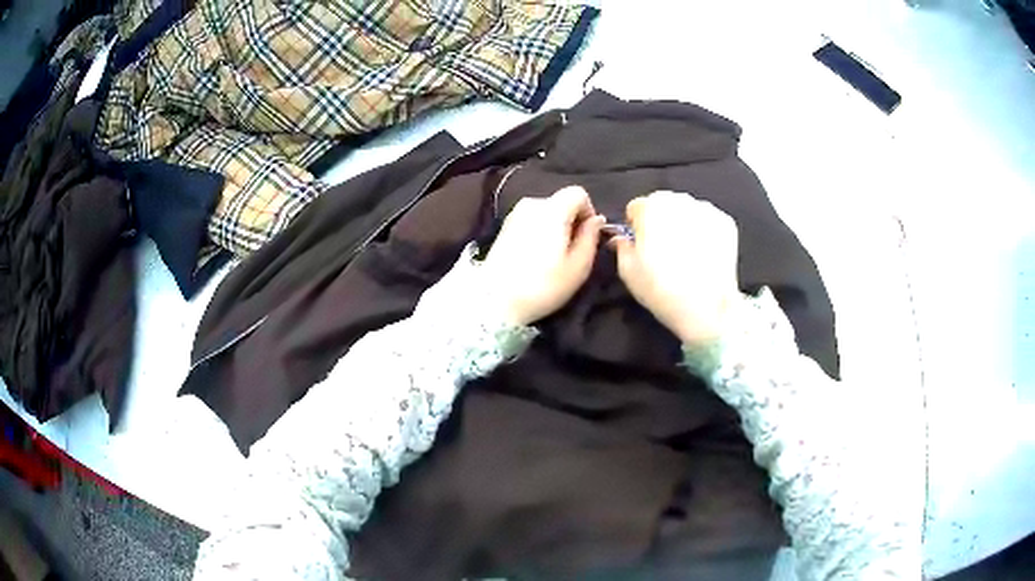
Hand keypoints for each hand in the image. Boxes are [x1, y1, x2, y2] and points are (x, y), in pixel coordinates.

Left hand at [482, 186, 604, 325]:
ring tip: (554, 256)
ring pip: (546, 212)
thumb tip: (596, 220)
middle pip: (561, 202)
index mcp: (552, 209)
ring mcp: (514, 214)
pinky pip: (531, 221)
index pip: (578, 193)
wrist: (495, 300)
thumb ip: (591, 237)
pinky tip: (536, 257)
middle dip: (572, 221)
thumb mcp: (578, 266)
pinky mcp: (504, 227)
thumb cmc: (543, 285)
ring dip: (555, 227)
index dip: (588, 211)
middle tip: (572, 251)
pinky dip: (539, 232)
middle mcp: (532, 204)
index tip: (588, 236)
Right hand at [610, 191, 740, 345]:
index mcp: (650, 207)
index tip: (641, 246)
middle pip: (663, 204)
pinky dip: (704, 232)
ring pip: (687, 210)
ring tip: (686, 253)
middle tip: (664, 250)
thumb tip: (621, 239)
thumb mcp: (627, 271)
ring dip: (683, 224)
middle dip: (661, 221)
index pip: (636, 207)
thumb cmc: (661, 289)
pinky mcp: (726, 222)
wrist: (706, 308)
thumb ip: (621, 247)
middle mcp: (678, 200)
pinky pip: (708, 221)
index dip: (636, 227)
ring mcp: (706, 209)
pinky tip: (704, 254)